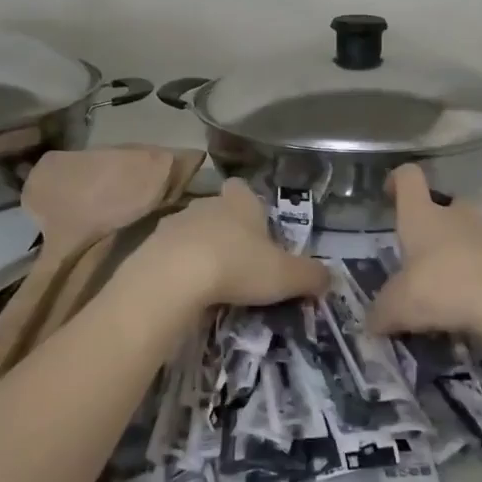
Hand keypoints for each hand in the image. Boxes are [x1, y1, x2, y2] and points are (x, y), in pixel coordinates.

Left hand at [138, 180, 329, 307]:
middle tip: (241, 264)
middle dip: (228, 232)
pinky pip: (171, 255)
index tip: (257, 228)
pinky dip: (179, 269)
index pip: (244, 189)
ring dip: (202, 251)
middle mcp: (206, 204)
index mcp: (240, 202)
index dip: (250, 205)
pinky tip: (188, 292)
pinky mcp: (150, 247)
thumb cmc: (237, 265)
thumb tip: (330, 278)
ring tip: (214, 283)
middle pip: (219, 211)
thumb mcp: (286, 276)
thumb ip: (311, 276)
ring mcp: (174, 223)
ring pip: (193, 232)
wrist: (173, 278)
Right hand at [367, 166, 481, 340]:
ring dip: (454, 257)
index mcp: (422, 215)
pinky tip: (464, 311)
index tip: (389, 194)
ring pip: (467, 237)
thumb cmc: (444, 286)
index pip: (409, 178)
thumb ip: (381, 312)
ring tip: (440, 293)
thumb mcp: (398, 306)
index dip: (397, 181)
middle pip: (443, 205)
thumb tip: (373, 321)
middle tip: (418, 256)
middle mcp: (456, 217)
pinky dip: (474, 282)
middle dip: (432, 225)